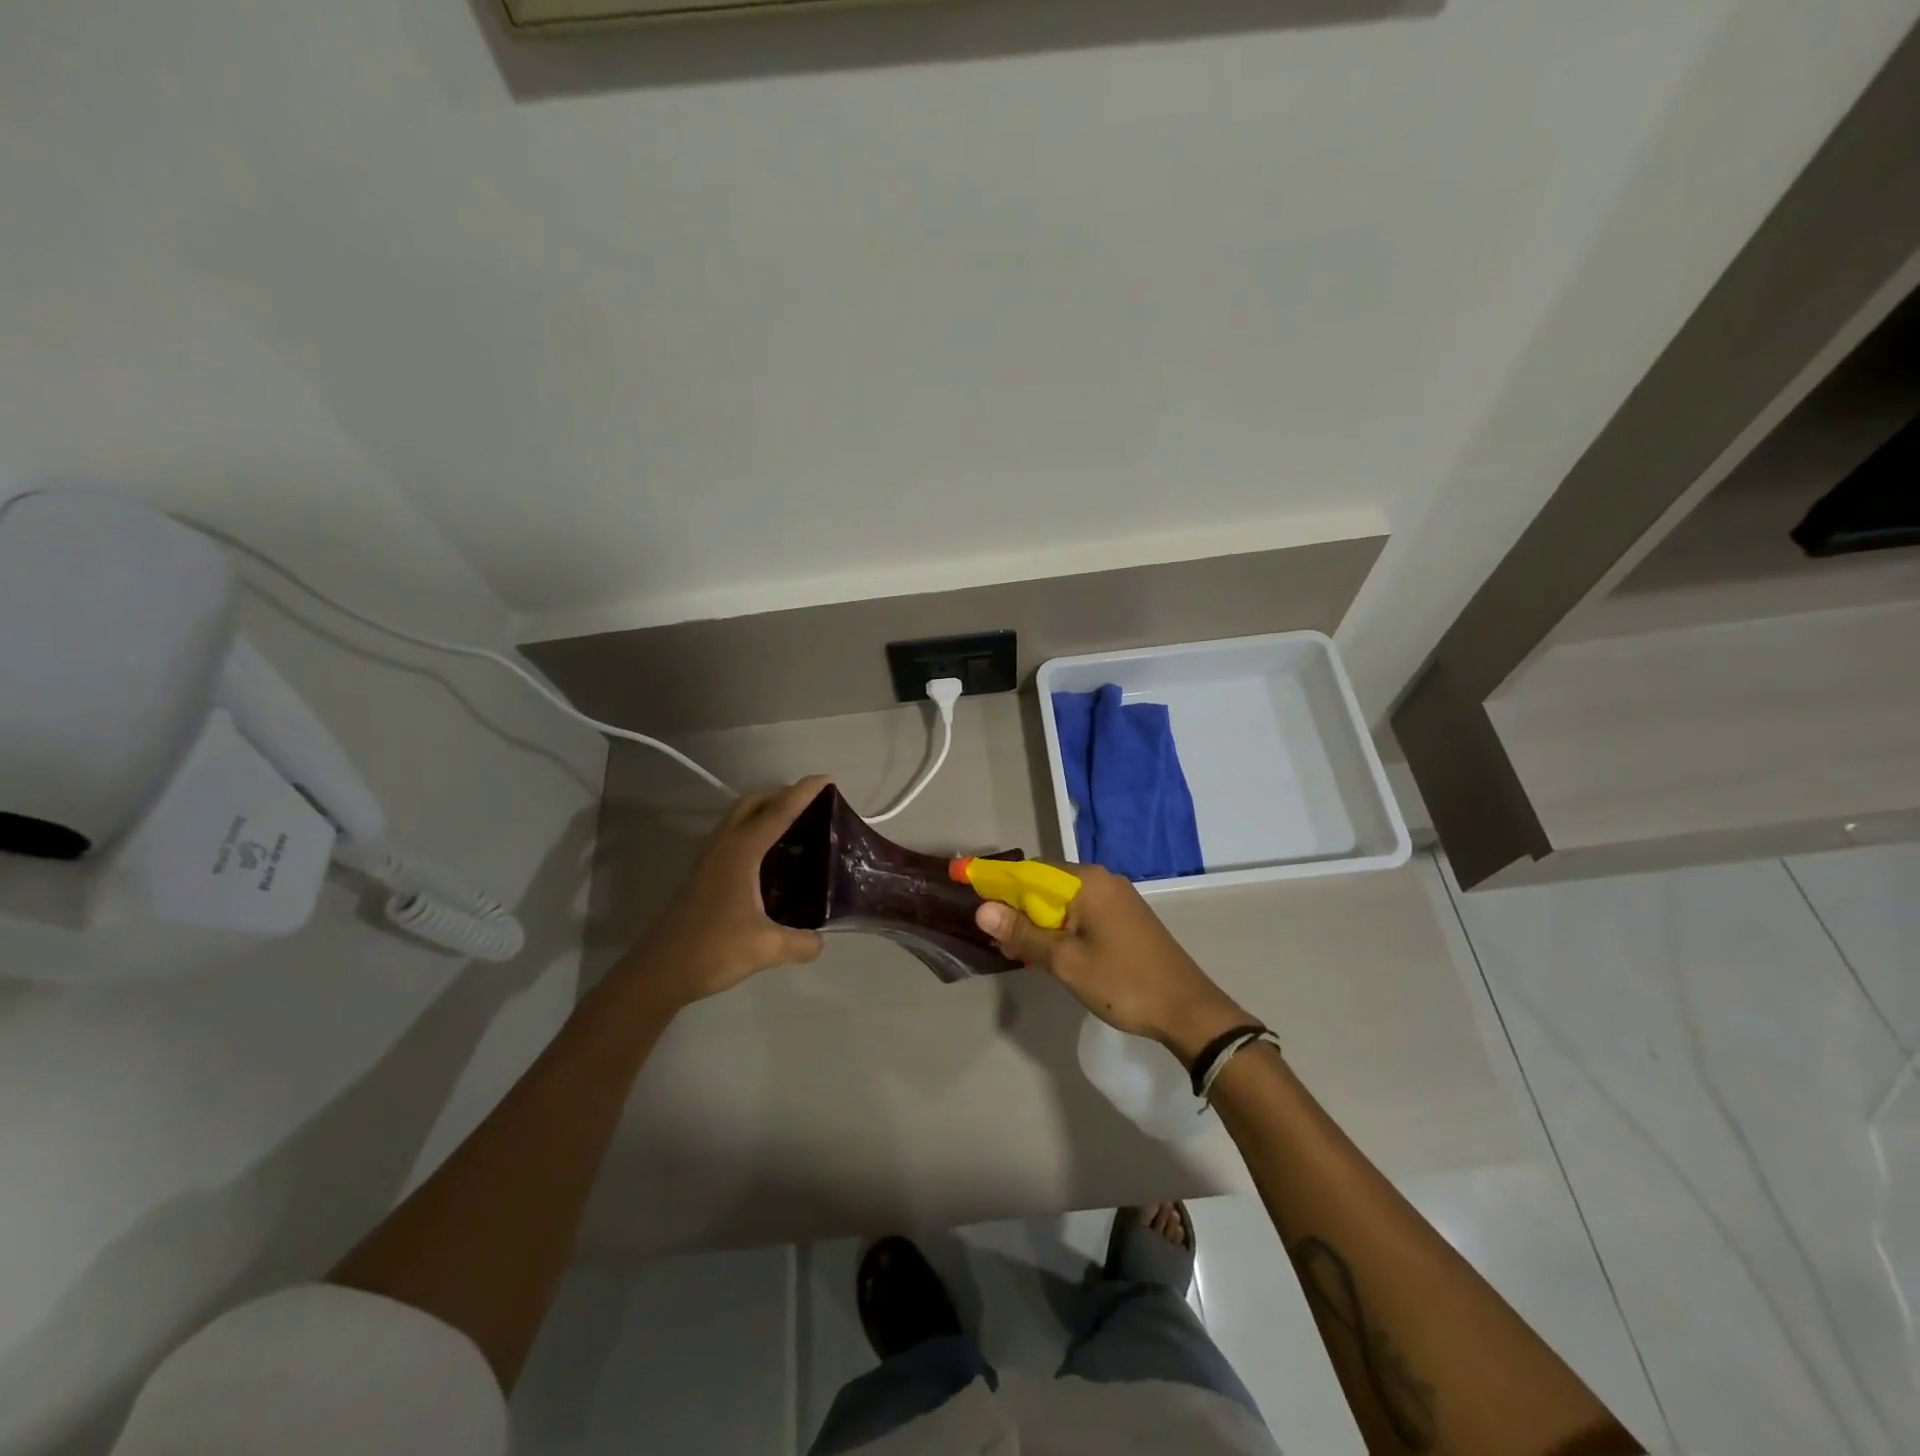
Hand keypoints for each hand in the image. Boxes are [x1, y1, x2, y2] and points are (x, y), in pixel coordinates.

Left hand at [620, 776, 830, 1008]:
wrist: (660, 971)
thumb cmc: (713, 950)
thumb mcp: (767, 948)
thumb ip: (801, 942)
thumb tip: (821, 940)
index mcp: (742, 851)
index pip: (779, 812)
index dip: (805, 792)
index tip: (828, 779)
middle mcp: (725, 845)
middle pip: (754, 801)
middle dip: (782, 793)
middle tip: (813, 802)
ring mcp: (710, 858)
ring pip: (740, 816)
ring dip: (766, 809)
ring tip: (796, 823)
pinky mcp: (704, 873)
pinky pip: (734, 834)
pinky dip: (755, 828)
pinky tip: (771, 855)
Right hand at [974, 865, 1252, 1064]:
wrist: (1188, 1010)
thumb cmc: (1123, 982)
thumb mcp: (1066, 961)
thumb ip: (1023, 933)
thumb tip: (982, 908)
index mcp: (1087, 881)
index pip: (1029, 871)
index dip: (996, 881)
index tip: (969, 891)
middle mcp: (1101, 880)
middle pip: (1045, 884)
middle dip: (1016, 906)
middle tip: (993, 935)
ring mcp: (1116, 899)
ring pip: (1062, 901)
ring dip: (1036, 921)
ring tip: (1012, 947)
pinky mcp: (1124, 918)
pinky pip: (1080, 913)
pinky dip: (1058, 927)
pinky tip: (1045, 951)